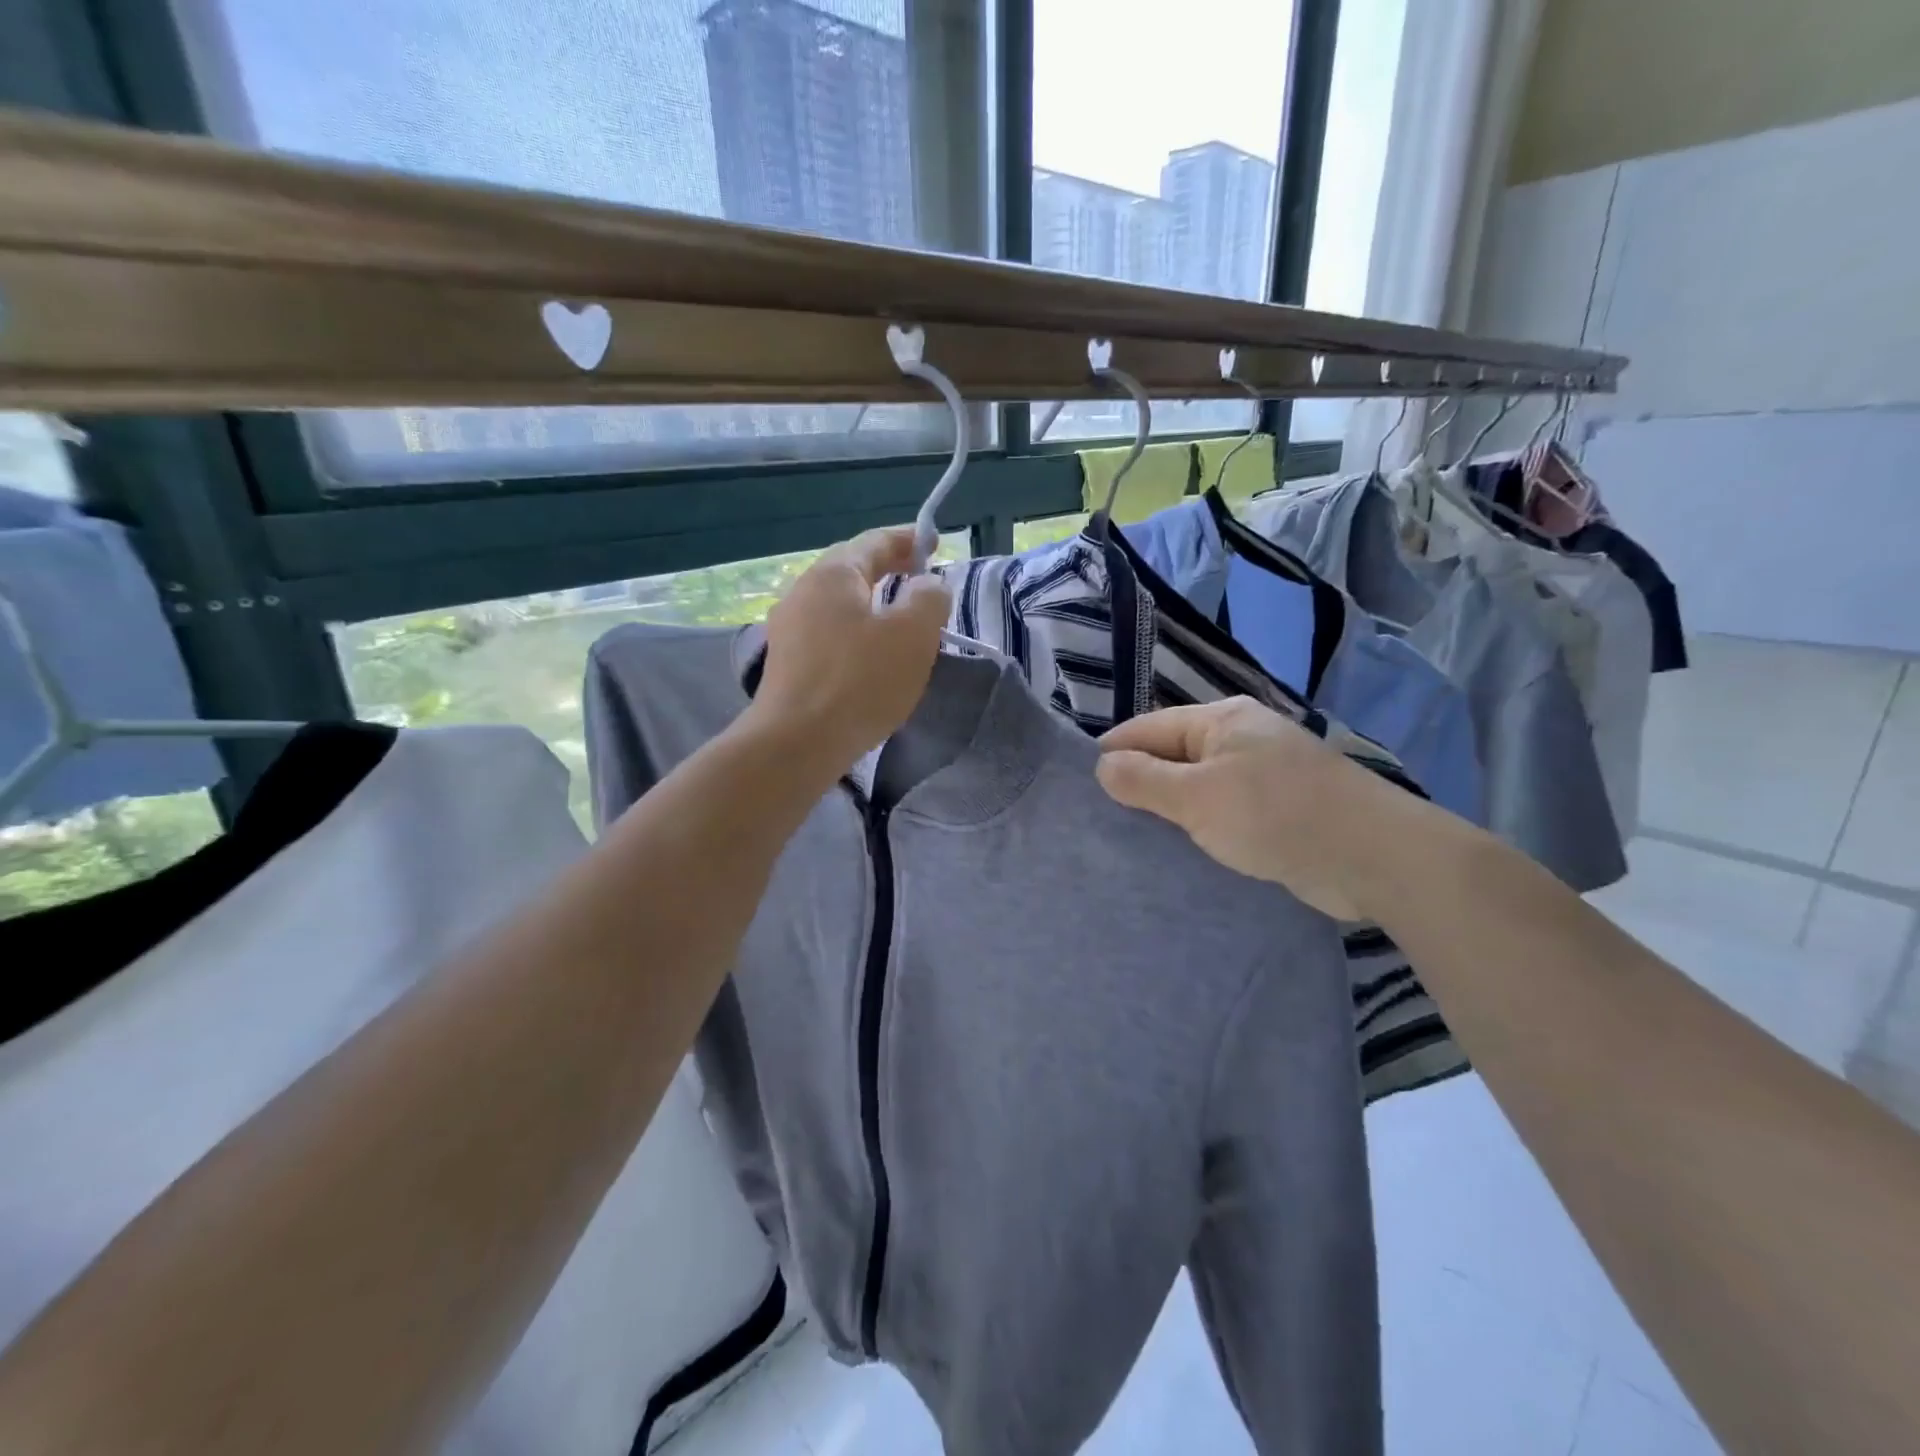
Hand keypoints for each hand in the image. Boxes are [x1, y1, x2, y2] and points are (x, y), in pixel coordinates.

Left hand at [752, 527, 950, 770]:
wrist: (796, 743)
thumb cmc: (859, 681)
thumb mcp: (913, 634)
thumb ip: (929, 598)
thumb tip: (927, 585)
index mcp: (833, 573)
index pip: (875, 541)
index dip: (910, 539)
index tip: (936, 544)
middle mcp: (803, 591)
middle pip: (852, 569)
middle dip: (890, 570)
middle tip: (922, 580)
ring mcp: (788, 628)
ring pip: (839, 604)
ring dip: (872, 604)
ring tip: (901, 620)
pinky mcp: (787, 663)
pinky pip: (829, 633)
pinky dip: (856, 633)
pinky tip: (870, 656)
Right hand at [1095, 698, 1398, 919]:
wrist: (1376, 857)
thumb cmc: (1277, 816)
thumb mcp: (1198, 797)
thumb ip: (1145, 779)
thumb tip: (1102, 764)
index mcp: (1220, 720)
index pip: (1147, 728)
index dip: (1112, 755)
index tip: (1081, 790)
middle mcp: (1241, 737)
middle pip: (1172, 754)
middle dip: (1140, 783)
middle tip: (1103, 821)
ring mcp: (1265, 772)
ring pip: (1199, 785)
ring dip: (1172, 809)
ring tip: (1135, 839)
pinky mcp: (1281, 808)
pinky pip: (1225, 810)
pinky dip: (1203, 825)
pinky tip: (1184, 849)